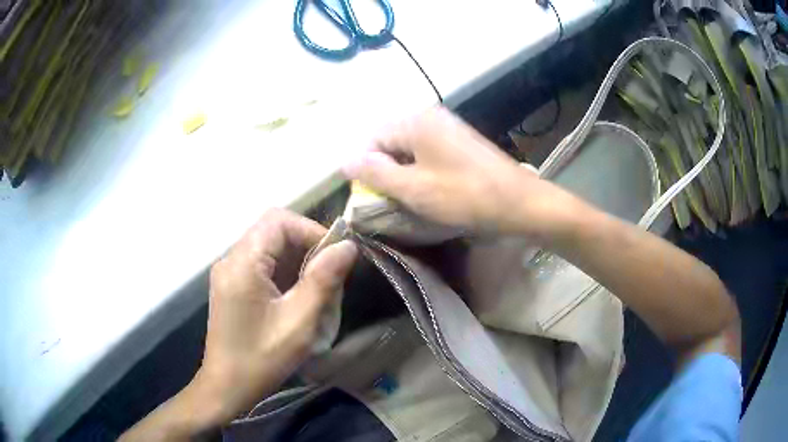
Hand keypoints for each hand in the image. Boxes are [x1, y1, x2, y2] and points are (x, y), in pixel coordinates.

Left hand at [121, 210, 356, 440]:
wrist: (227, 387)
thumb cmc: (261, 359)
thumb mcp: (298, 322)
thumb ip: (323, 280)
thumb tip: (347, 246)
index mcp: (242, 263)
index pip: (278, 220)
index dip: (311, 229)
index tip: (335, 255)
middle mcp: (231, 259)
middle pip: (272, 230)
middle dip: (306, 244)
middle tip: (331, 272)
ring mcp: (229, 272)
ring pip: (268, 247)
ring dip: (296, 259)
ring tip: (319, 286)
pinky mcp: (231, 285)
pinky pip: (261, 264)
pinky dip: (284, 272)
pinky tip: (298, 295)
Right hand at [342, 107, 577, 237]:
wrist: (519, 203)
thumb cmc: (465, 196)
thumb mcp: (413, 188)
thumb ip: (375, 173)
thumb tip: (345, 160)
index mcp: (415, 122)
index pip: (372, 139)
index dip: (366, 168)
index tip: (373, 197)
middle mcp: (430, 117)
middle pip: (390, 142)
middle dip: (385, 172)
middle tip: (393, 201)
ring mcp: (448, 129)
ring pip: (409, 150)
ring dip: (404, 175)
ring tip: (412, 200)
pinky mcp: (460, 143)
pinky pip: (428, 154)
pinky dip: (422, 173)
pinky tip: (432, 192)